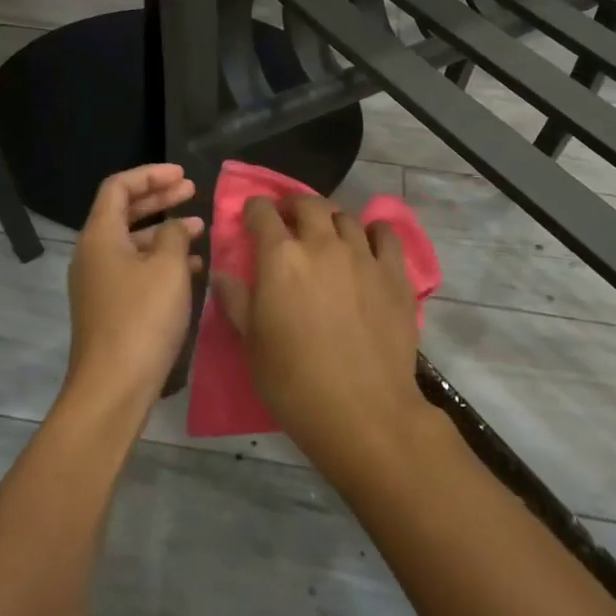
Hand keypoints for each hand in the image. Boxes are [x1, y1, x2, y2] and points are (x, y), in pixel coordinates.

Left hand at [63, 164, 203, 427]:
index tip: (183, 175)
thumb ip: (175, 235)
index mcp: (100, 236)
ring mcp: (99, 282)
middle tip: (192, 191)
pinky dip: (161, 261)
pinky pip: (136, 269)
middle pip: (124, 212)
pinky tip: (193, 268)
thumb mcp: (169, 268)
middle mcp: (93, 254)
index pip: (119, 187)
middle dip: (159, 199)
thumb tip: (176, 227)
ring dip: (165, 231)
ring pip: (133, 242)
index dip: (150, 175)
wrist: (113, 387)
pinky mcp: (110, 307)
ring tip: (200, 229)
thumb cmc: (142, 319)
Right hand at [212, 195, 432, 485]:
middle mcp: (322, 244)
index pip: (263, 213)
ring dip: (330, 219)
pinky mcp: (394, 273)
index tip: (252, 215)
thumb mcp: (252, 343)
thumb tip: (221, 274)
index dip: (255, 209)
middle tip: (289, 220)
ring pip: (345, 216)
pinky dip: (374, 231)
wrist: (363, 411)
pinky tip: (368, 243)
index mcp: (281, 258)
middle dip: (293, 206)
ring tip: (327, 234)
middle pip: (308, 204)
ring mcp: (362, 255)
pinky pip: (385, 234)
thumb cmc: (294, 381)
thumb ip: (236, 300)